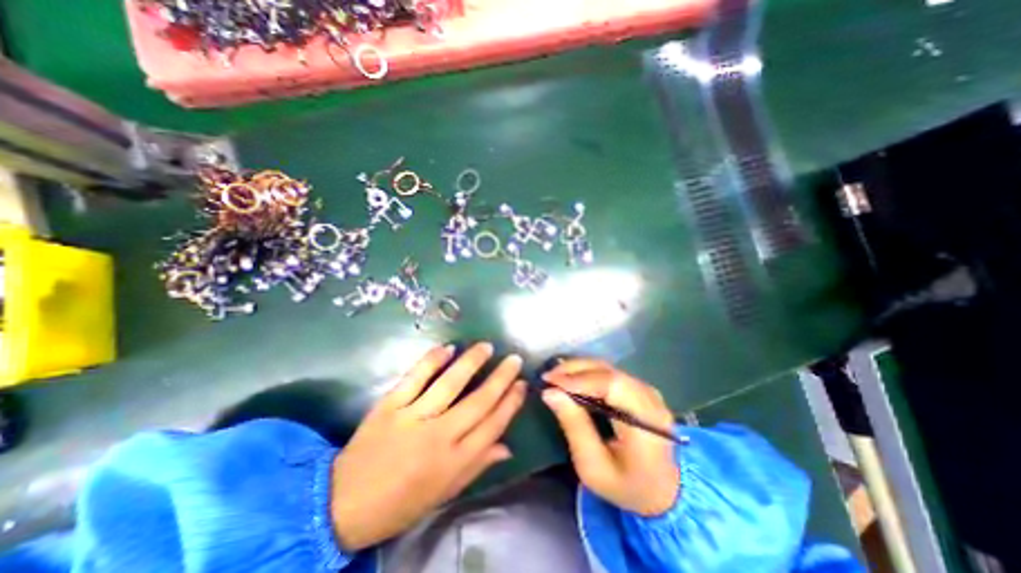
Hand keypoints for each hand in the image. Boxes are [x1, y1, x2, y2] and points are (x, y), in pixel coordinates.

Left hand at [333, 344, 530, 551]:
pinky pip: (415, 377)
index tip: (522, 384)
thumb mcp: (443, 493)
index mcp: (454, 461)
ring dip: (471, 362)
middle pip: (478, 401)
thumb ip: (477, 466)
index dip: (511, 402)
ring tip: (487, 346)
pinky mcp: (390, 405)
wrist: (342, 503)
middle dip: (501, 378)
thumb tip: (507, 446)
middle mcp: (439, 436)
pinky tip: (448, 348)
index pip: (492, 425)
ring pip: (450, 384)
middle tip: (514, 358)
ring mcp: (412, 418)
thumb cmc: (400, 502)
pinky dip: (432, 360)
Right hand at [537, 359, 680, 515]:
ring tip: (556, 376)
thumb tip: (550, 393)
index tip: (550, 382)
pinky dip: (589, 373)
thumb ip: (573, 426)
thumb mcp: (593, 466)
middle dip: (575, 370)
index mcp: (645, 422)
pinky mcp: (641, 390)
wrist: (662, 492)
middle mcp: (650, 400)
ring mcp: (648, 392)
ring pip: (609, 369)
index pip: (612, 385)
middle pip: (609, 372)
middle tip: (548, 376)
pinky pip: (611, 374)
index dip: (579, 379)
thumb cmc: (625, 486)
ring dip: (580, 369)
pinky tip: (573, 380)